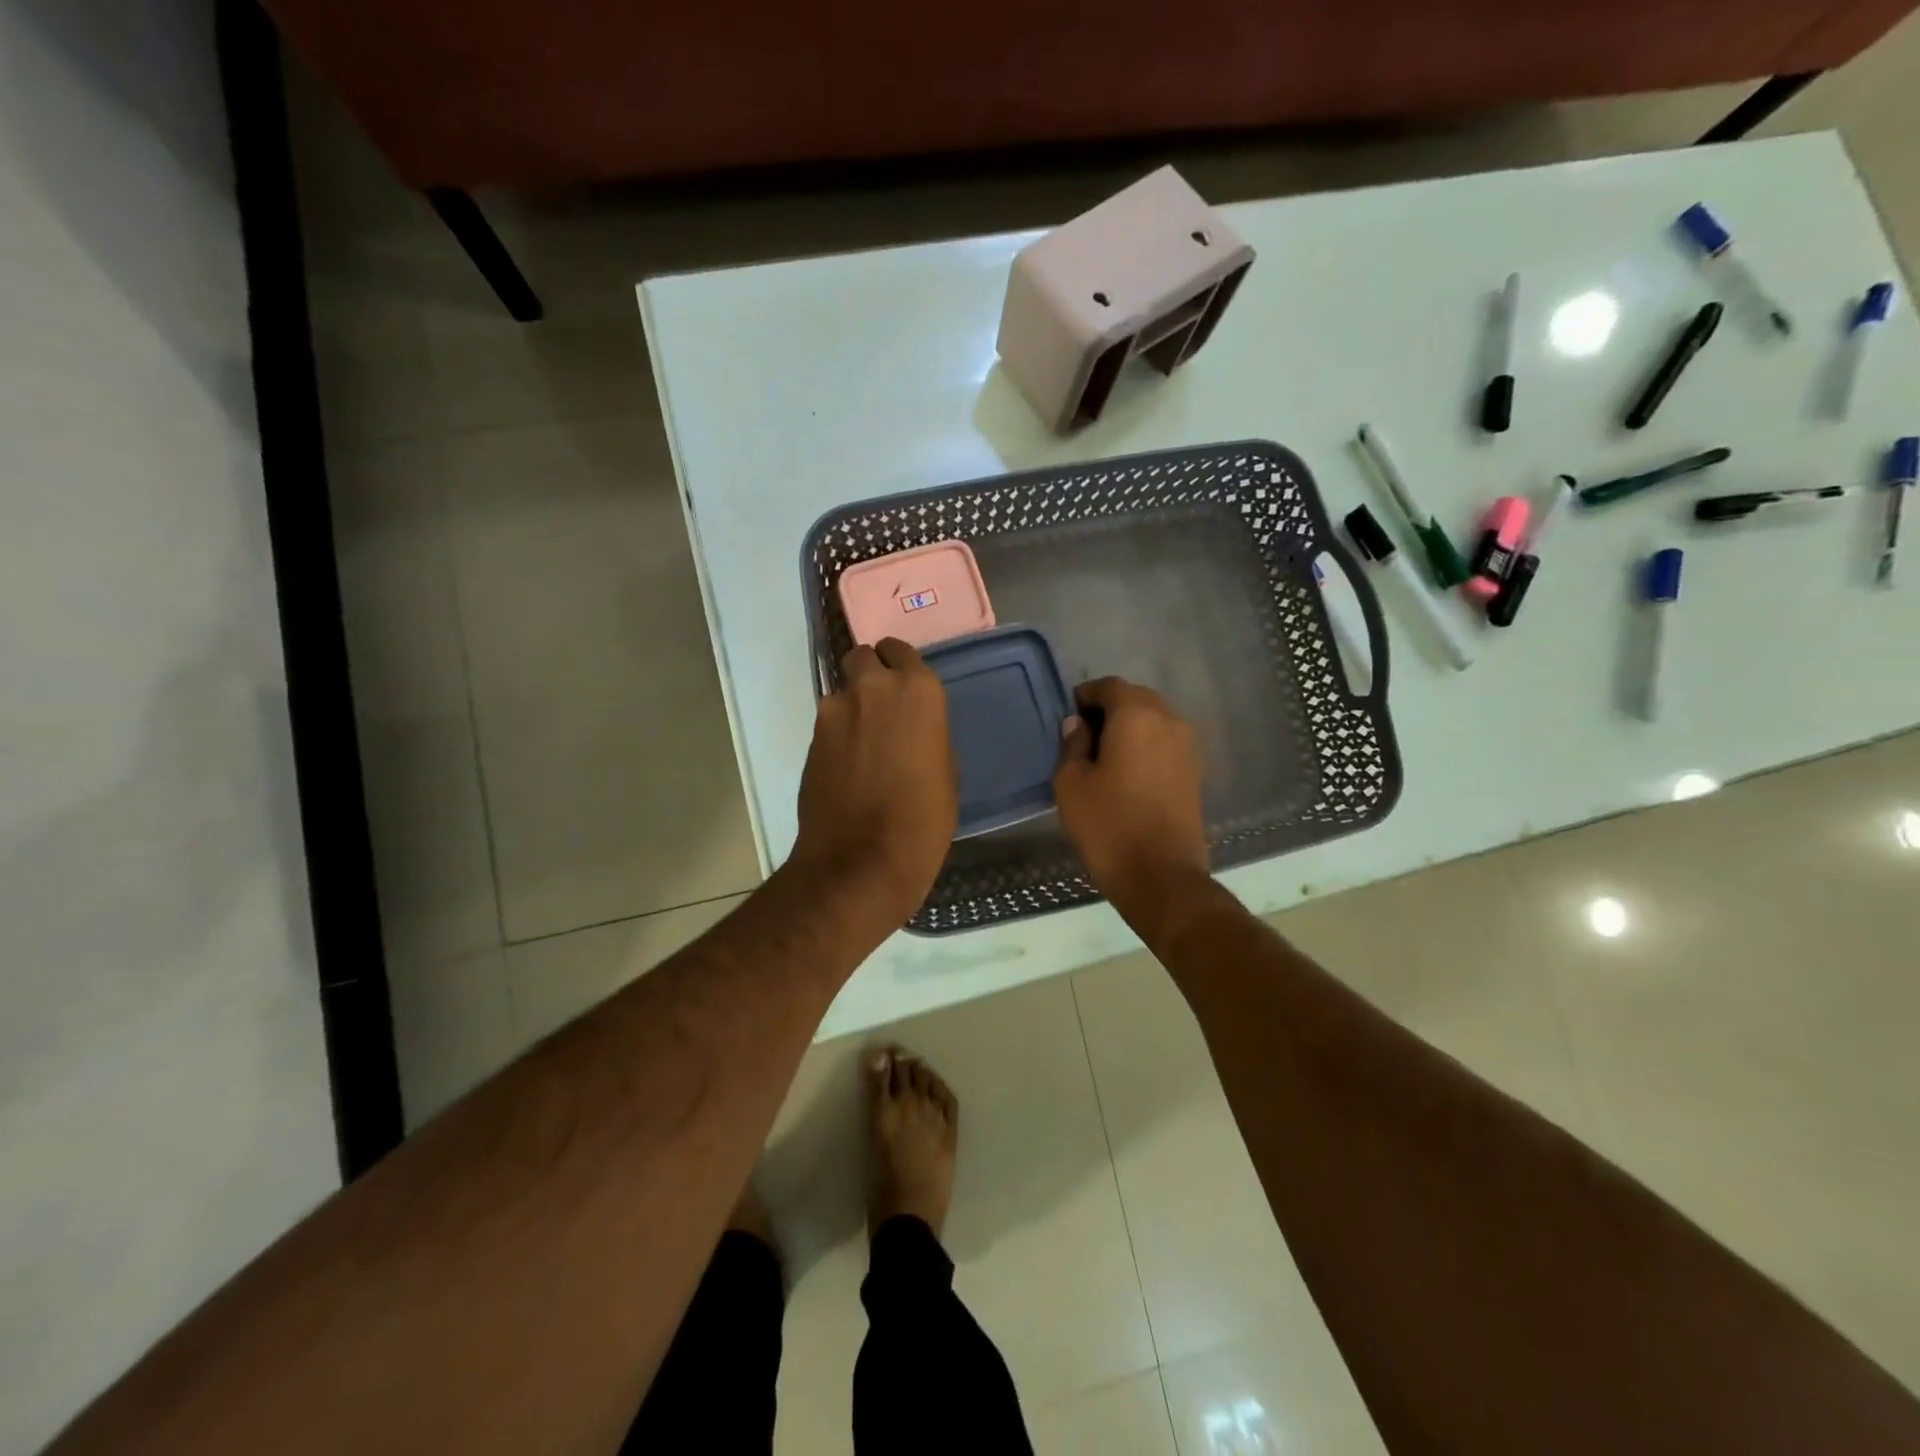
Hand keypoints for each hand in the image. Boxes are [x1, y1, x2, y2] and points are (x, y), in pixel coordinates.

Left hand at [790, 639, 957, 929]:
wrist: (863, 858)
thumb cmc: (923, 818)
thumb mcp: (945, 769)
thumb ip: (926, 731)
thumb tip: (910, 726)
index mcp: (917, 690)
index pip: (899, 649)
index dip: (899, 664)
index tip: (903, 684)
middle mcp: (873, 688)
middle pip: (863, 657)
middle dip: (870, 674)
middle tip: (881, 707)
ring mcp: (835, 711)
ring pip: (842, 690)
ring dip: (852, 706)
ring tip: (863, 744)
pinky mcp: (810, 737)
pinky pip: (828, 721)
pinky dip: (837, 733)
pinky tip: (847, 765)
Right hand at [1053, 677, 1208, 909]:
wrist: (1161, 877)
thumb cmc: (1108, 826)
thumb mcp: (1071, 784)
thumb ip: (1072, 745)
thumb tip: (1077, 725)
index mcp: (1137, 715)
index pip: (1110, 686)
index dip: (1085, 696)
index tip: (1068, 717)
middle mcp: (1169, 721)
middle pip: (1136, 699)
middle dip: (1108, 710)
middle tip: (1082, 736)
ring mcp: (1187, 747)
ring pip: (1153, 721)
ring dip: (1128, 729)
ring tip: (1102, 757)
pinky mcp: (1194, 772)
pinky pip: (1164, 744)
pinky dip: (1144, 747)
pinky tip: (1125, 774)